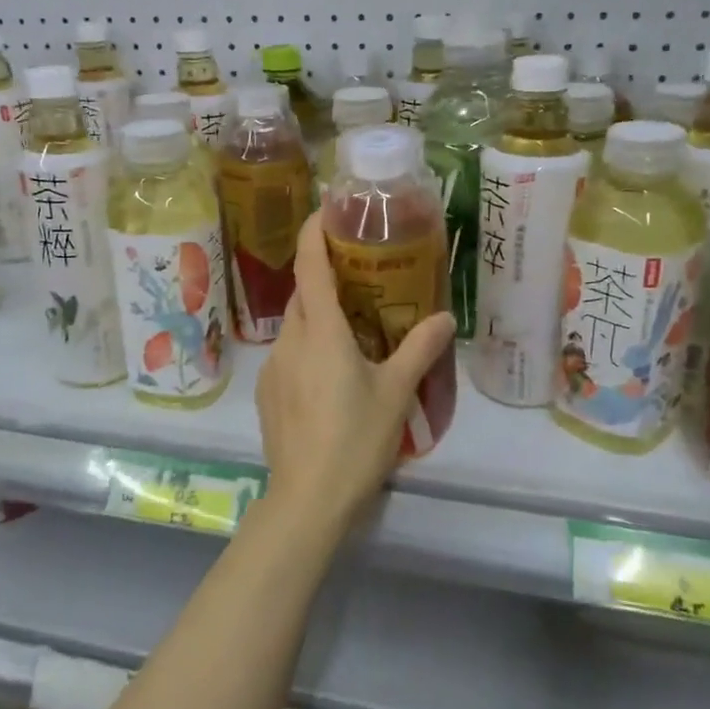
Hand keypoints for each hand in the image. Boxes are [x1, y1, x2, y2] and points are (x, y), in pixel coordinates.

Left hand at [255, 213, 455, 537]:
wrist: (307, 499)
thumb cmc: (356, 440)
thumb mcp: (396, 393)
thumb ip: (419, 349)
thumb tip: (444, 316)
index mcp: (321, 331)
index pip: (310, 264)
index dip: (313, 231)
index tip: (324, 209)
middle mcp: (290, 340)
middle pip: (302, 293)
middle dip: (323, 277)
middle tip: (357, 276)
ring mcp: (272, 367)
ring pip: (294, 325)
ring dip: (317, 316)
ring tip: (350, 329)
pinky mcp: (265, 393)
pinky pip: (287, 354)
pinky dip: (306, 347)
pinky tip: (329, 375)